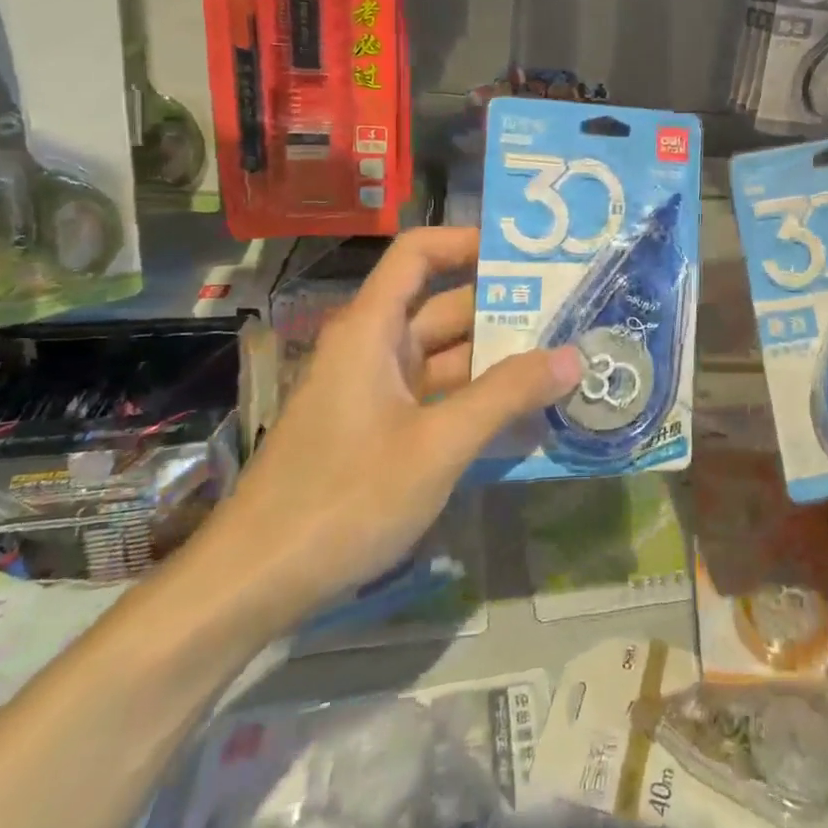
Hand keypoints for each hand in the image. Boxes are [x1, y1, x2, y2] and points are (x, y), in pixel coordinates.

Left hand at [204, 227, 581, 632]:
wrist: (252, 586)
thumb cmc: (343, 499)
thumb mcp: (437, 445)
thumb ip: (506, 395)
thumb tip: (574, 356)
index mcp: (373, 329)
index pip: (419, 253)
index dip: (468, 242)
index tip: (527, 257)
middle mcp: (373, 349)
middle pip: (444, 307)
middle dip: (505, 309)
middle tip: (572, 314)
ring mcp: (375, 393)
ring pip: (446, 357)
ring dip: (497, 361)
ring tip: (564, 362)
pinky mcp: (378, 432)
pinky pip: (438, 398)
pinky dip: (477, 401)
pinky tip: (525, 418)